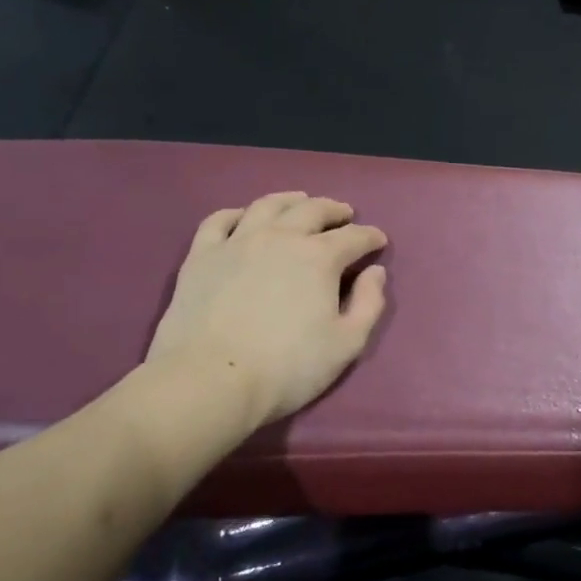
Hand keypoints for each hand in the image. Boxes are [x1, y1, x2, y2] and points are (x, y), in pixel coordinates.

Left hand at [144, 192, 388, 432]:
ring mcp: (237, 242)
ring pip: (267, 206)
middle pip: (313, 210)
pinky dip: (236, 213)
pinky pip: (218, 221)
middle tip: (345, 214)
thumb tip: (375, 272)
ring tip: (300, 201)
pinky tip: (243, 217)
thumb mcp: (347, 344)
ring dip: (290, 200)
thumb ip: (369, 304)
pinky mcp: (201, 256)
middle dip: (335, 210)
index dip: (370, 236)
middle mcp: (280, 237)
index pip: (353, 237)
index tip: (379, 241)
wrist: (212, 380)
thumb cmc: (288, 367)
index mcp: (319, 257)